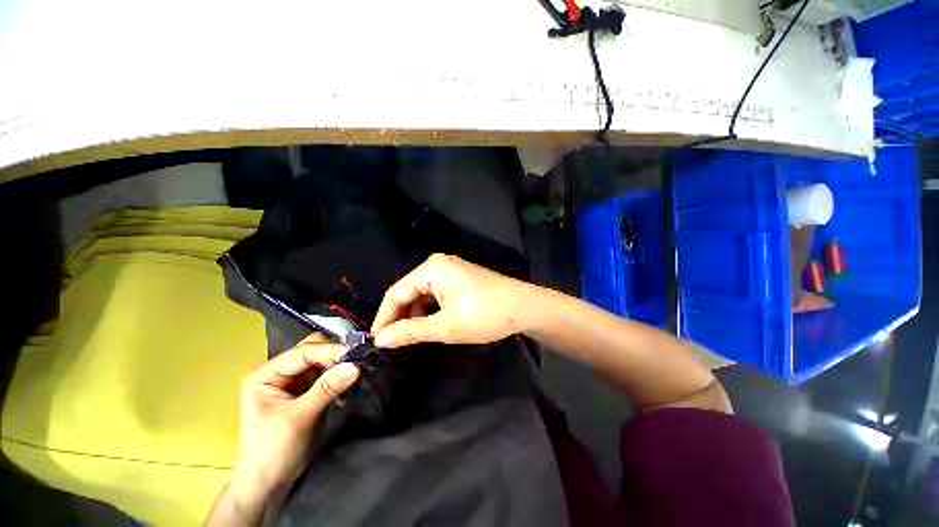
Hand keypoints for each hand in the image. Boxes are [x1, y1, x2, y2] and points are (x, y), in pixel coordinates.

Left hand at [215, 334, 359, 523]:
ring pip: (323, 358)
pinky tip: (348, 384)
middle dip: (336, 354)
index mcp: (267, 374)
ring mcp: (293, 379)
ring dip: (340, 363)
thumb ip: (327, 389)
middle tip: (357, 362)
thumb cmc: (273, 452)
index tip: (358, 355)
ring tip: (357, 372)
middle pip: (313, 349)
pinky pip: (327, 372)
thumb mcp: (299, 418)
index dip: (331, 350)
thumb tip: (356, 366)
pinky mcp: (306, 389)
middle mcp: (279, 371)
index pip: (304, 351)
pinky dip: (339, 374)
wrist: (268, 484)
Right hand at [371, 254, 531, 347]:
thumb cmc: (484, 315)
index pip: (396, 293)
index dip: (383, 317)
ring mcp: (450, 270)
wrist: (524, 307)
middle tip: (393, 343)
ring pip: (422, 294)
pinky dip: (429, 310)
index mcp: (431, 269)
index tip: (376, 341)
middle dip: (400, 316)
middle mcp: (438, 264)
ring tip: (411, 337)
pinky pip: (435, 293)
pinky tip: (429, 325)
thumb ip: (411, 331)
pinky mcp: (459, 278)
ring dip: (415, 315)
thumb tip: (380, 339)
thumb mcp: (445, 326)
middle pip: (408, 291)